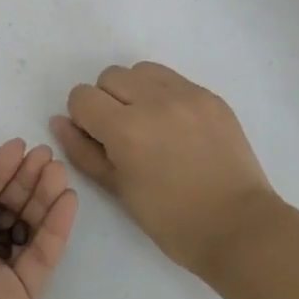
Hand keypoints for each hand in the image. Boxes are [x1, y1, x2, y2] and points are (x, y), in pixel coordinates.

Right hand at [51, 62, 278, 271]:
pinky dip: (165, 95)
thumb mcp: (118, 189)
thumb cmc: (171, 220)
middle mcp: (154, 101)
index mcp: (125, 129)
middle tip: (124, 134)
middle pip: (110, 76)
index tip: (98, 139)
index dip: (83, 118)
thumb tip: (59, 122)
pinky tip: (177, 126)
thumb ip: (83, 151)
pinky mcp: (210, 96)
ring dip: (135, 90)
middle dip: (107, 101)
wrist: (239, 227)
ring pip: (141, 71)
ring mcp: (187, 95)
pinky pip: (173, 80)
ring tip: (150, 124)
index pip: (82, 97)